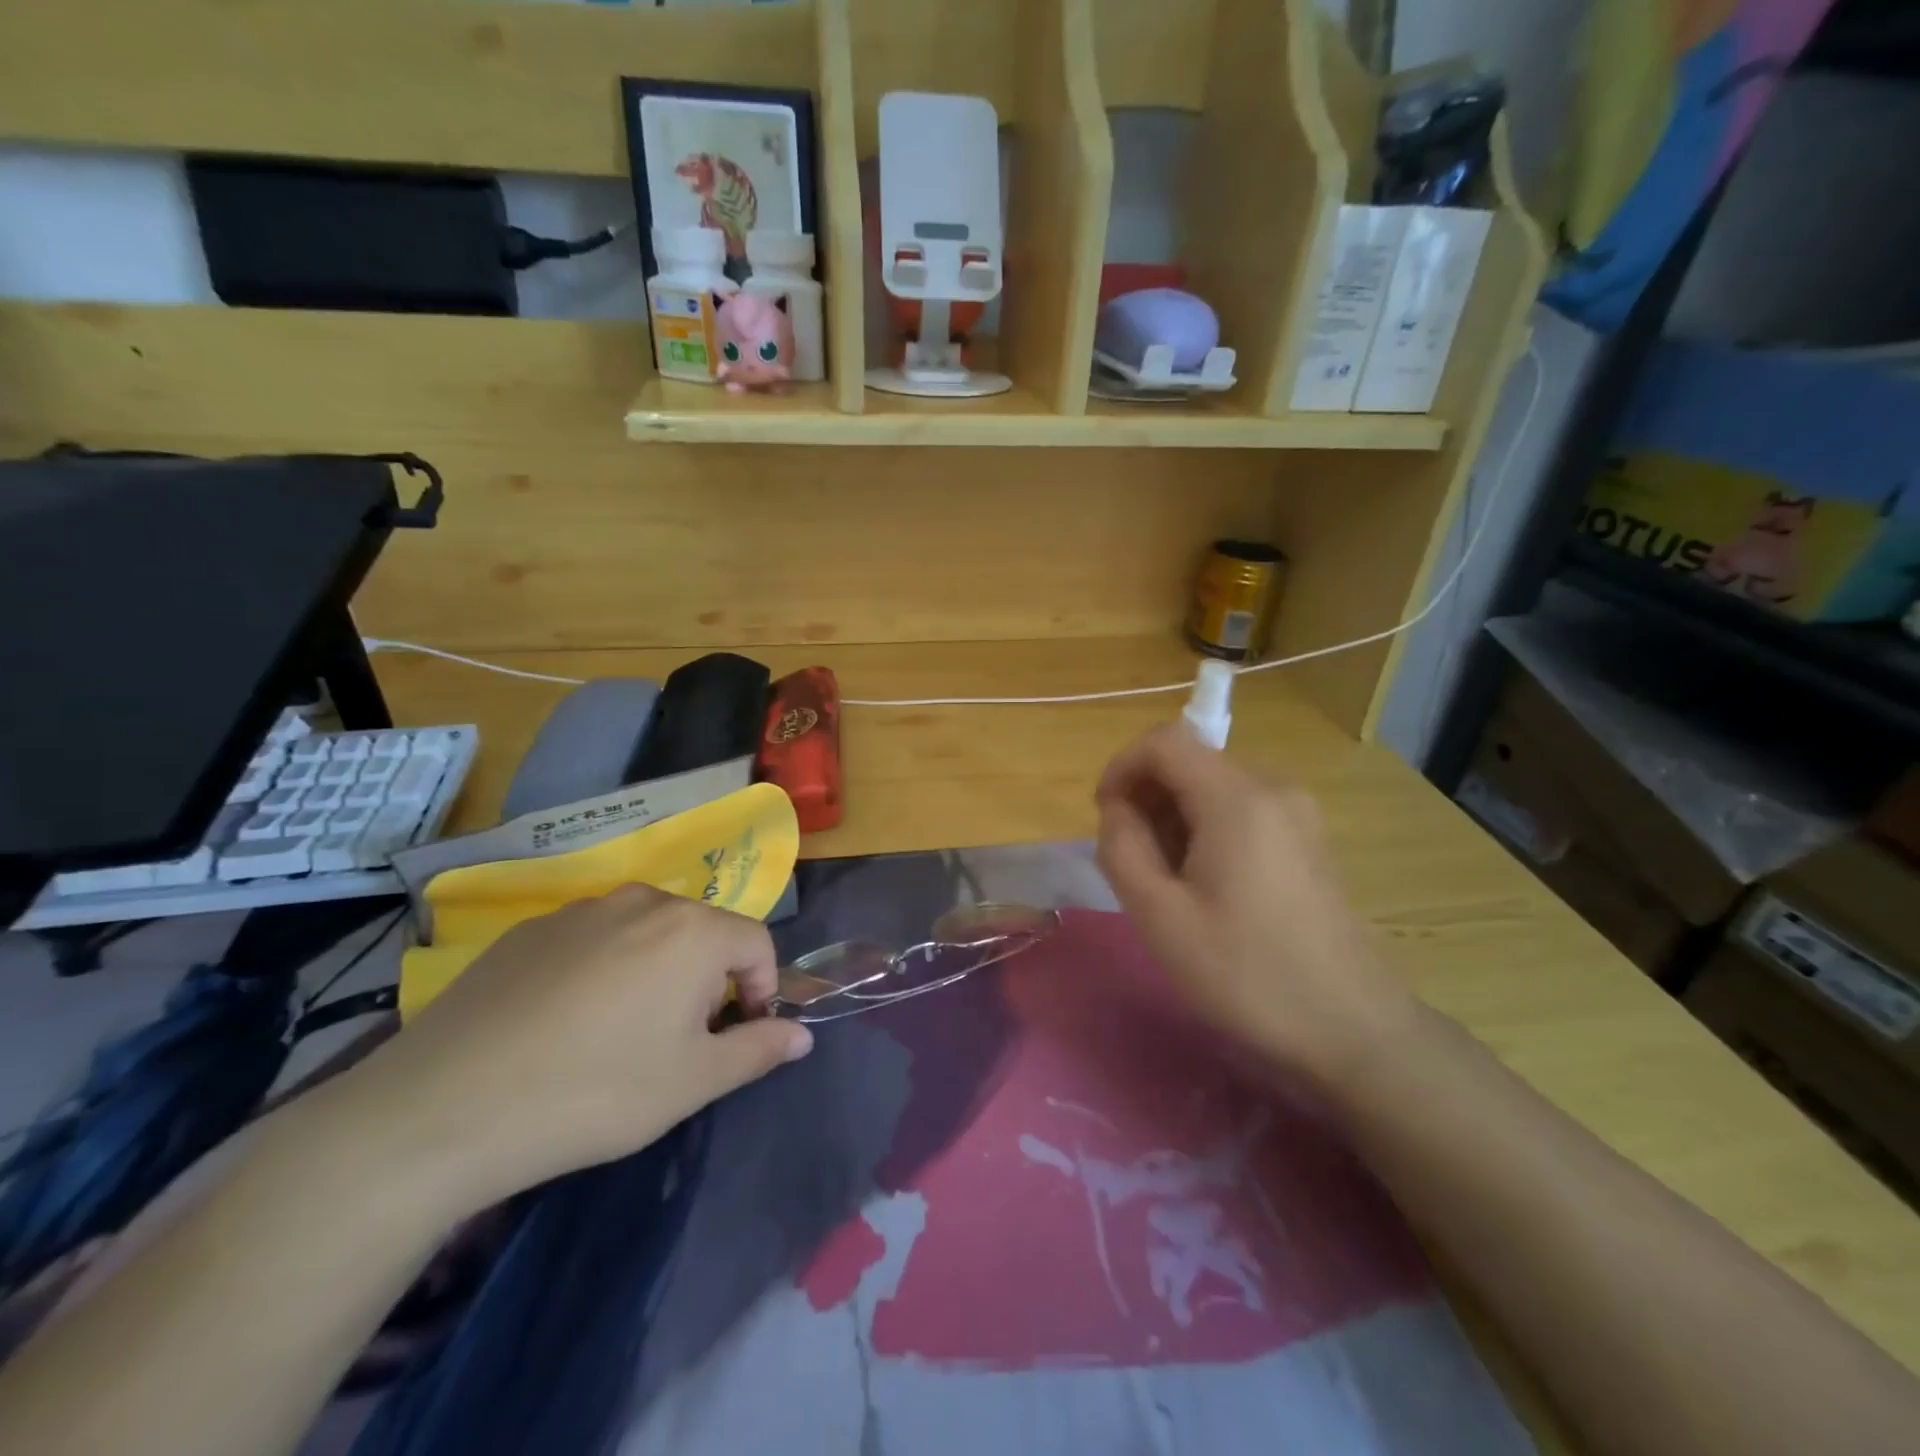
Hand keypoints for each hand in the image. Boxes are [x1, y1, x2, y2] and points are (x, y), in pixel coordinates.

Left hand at [336, 888, 811, 1216]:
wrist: (442, 1109)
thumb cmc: (594, 1092)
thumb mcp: (691, 1083)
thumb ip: (757, 1050)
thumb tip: (802, 1035)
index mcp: (692, 930)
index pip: (757, 944)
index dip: (760, 990)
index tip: (734, 1037)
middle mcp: (642, 901)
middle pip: (702, 933)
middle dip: (707, 982)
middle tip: (676, 1042)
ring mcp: (580, 910)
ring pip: (646, 934)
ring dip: (656, 973)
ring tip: (619, 1034)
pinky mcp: (529, 930)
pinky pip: (592, 940)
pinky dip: (601, 970)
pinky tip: (563, 1025)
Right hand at [1095, 726, 1413, 1084]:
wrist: (1350, 1028)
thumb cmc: (1245, 973)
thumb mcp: (1160, 916)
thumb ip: (1122, 847)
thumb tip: (1118, 808)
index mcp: (1238, 798)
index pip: (1164, 741)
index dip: (1122, 768)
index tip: (1106, 817)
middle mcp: (1273, 787)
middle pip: (1190, 761)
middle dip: (1148, 798)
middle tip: (1135, 862)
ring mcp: (1297, 811)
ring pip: (1213, 785)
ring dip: (1174, 817)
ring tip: (1169, 881)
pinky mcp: (1307, 837)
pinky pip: (1241, 809)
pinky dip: (1206, 829)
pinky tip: (1207, 886)